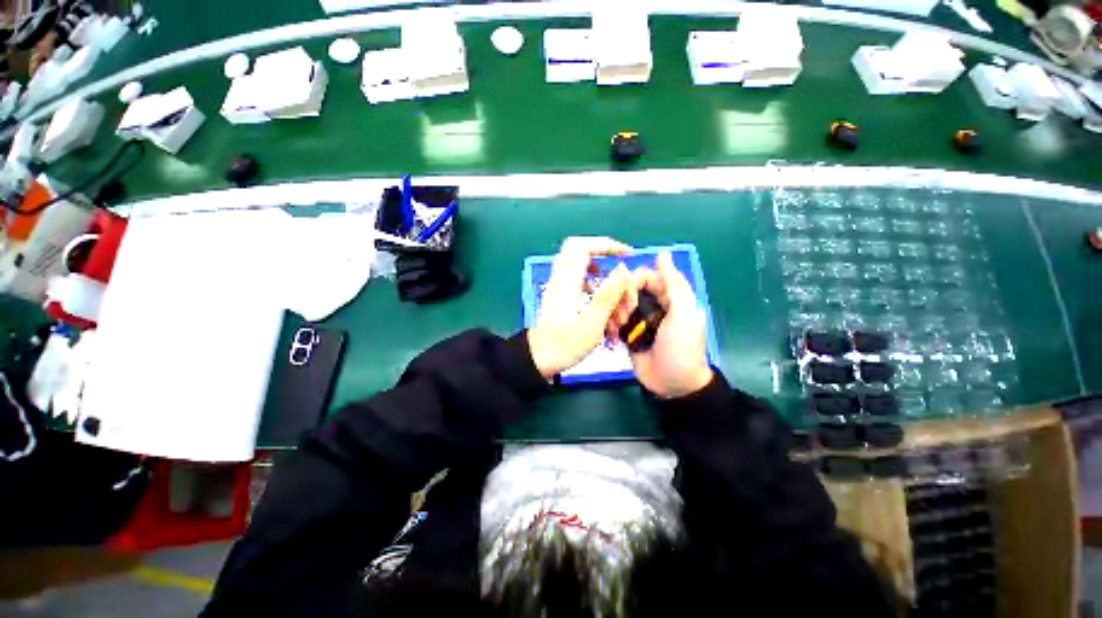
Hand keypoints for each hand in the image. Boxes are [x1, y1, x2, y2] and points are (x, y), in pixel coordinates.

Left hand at [527, 237, 633, 379]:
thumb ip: (607, 297)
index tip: (627, 254)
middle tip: (620, 270)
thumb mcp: (590, 326)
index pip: (583, 247)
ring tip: (615, 299)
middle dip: (603, 255)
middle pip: (579, 250)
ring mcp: (559, 287)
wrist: (536, 361)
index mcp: (566, 283)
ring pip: (581, 268)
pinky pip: (579, 281)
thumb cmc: (562, 346)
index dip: (606, 245)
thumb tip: (622, 270)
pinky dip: (594, 287)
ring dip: (601, 277)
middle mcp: (560, 280)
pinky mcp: (560, 297)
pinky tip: (603, 307)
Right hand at [614, 253, 712, 398]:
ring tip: (618, 326)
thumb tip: (662, 254)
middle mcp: (655, 306)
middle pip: (631, 289)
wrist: (672, 384)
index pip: (649, 277)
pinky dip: (612, 324)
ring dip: (616, 312)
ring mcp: (641, 321)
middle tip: (624, 314)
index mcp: (671, 298)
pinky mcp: (629, 334)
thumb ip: (674, 283)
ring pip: (621, 304)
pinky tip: (611, 332)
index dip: (636, 279)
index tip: (627, 291)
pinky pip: (617, 321)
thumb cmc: (681, 347)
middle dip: (624, 298)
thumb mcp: (683, 313)